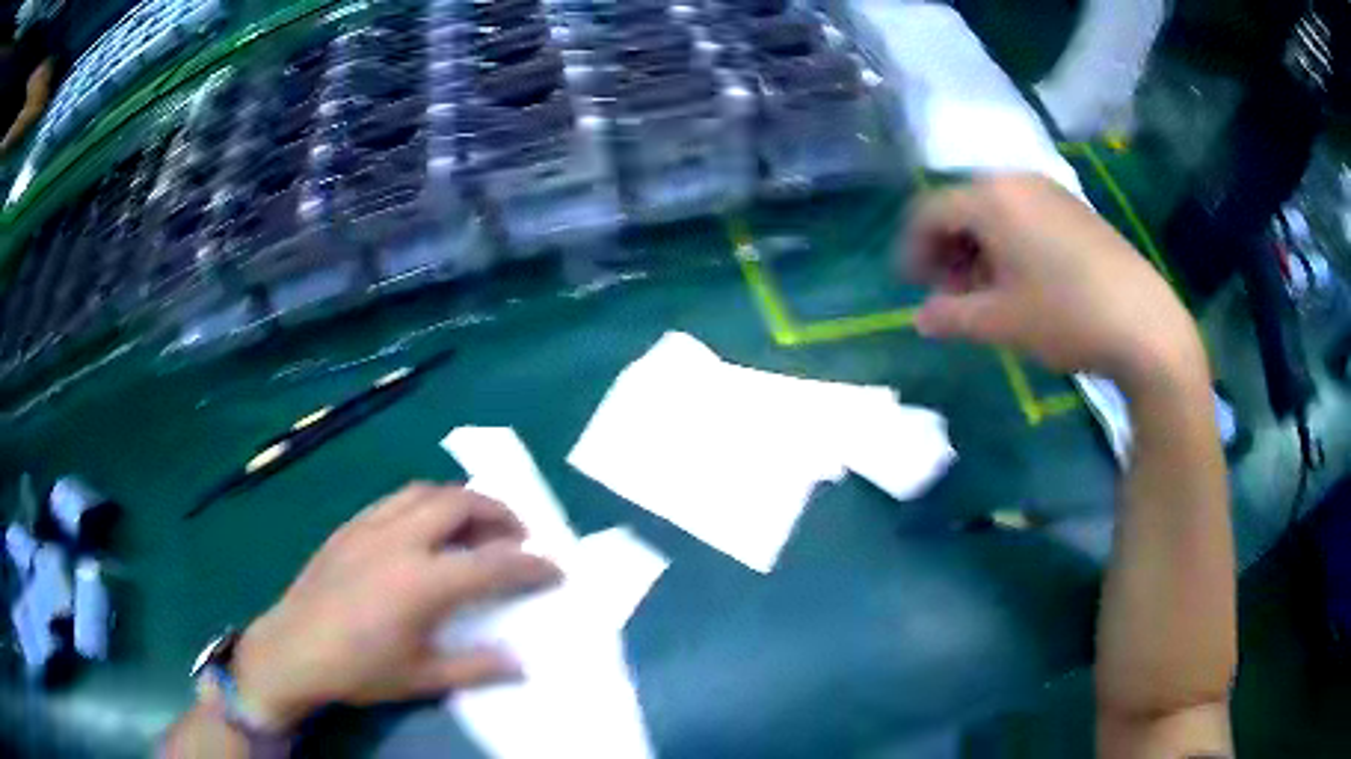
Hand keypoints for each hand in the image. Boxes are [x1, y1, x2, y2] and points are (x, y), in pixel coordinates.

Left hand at [231, 483, 559, 728]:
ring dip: (462, 501)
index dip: (531, 566)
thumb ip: (476, 668)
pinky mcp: (349, 526)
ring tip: (476, 527)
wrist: (292, 650)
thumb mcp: (421, 679)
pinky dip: (425, 504)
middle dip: (500, 513)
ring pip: (427, 491)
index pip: (492, 565)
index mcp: (422, 583)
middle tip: (518, 536)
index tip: (555, 569)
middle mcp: (400, 541)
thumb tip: (520, 664)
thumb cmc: (358, 670)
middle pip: (461, 504)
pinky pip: (396, 500)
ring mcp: (370, 526)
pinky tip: (425, 531)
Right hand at [900, 174, 1205, 393]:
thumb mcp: (1000, 322)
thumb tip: (920, 318)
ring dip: (977, 248)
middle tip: (948, 294)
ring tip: (984, 293)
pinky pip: (1025, 215)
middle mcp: (1017, 181)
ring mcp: (1051, 192)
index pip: (930, 211)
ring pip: (995, 211)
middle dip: (947, 249)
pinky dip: (1009, 243)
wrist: (1144, 323)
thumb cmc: (1065, 316)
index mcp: (991, 199)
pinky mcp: (1076, 209)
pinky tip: (1020, 281)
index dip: (912, 248)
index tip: (910, 287)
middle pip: (963, 206)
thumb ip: (950, 317)